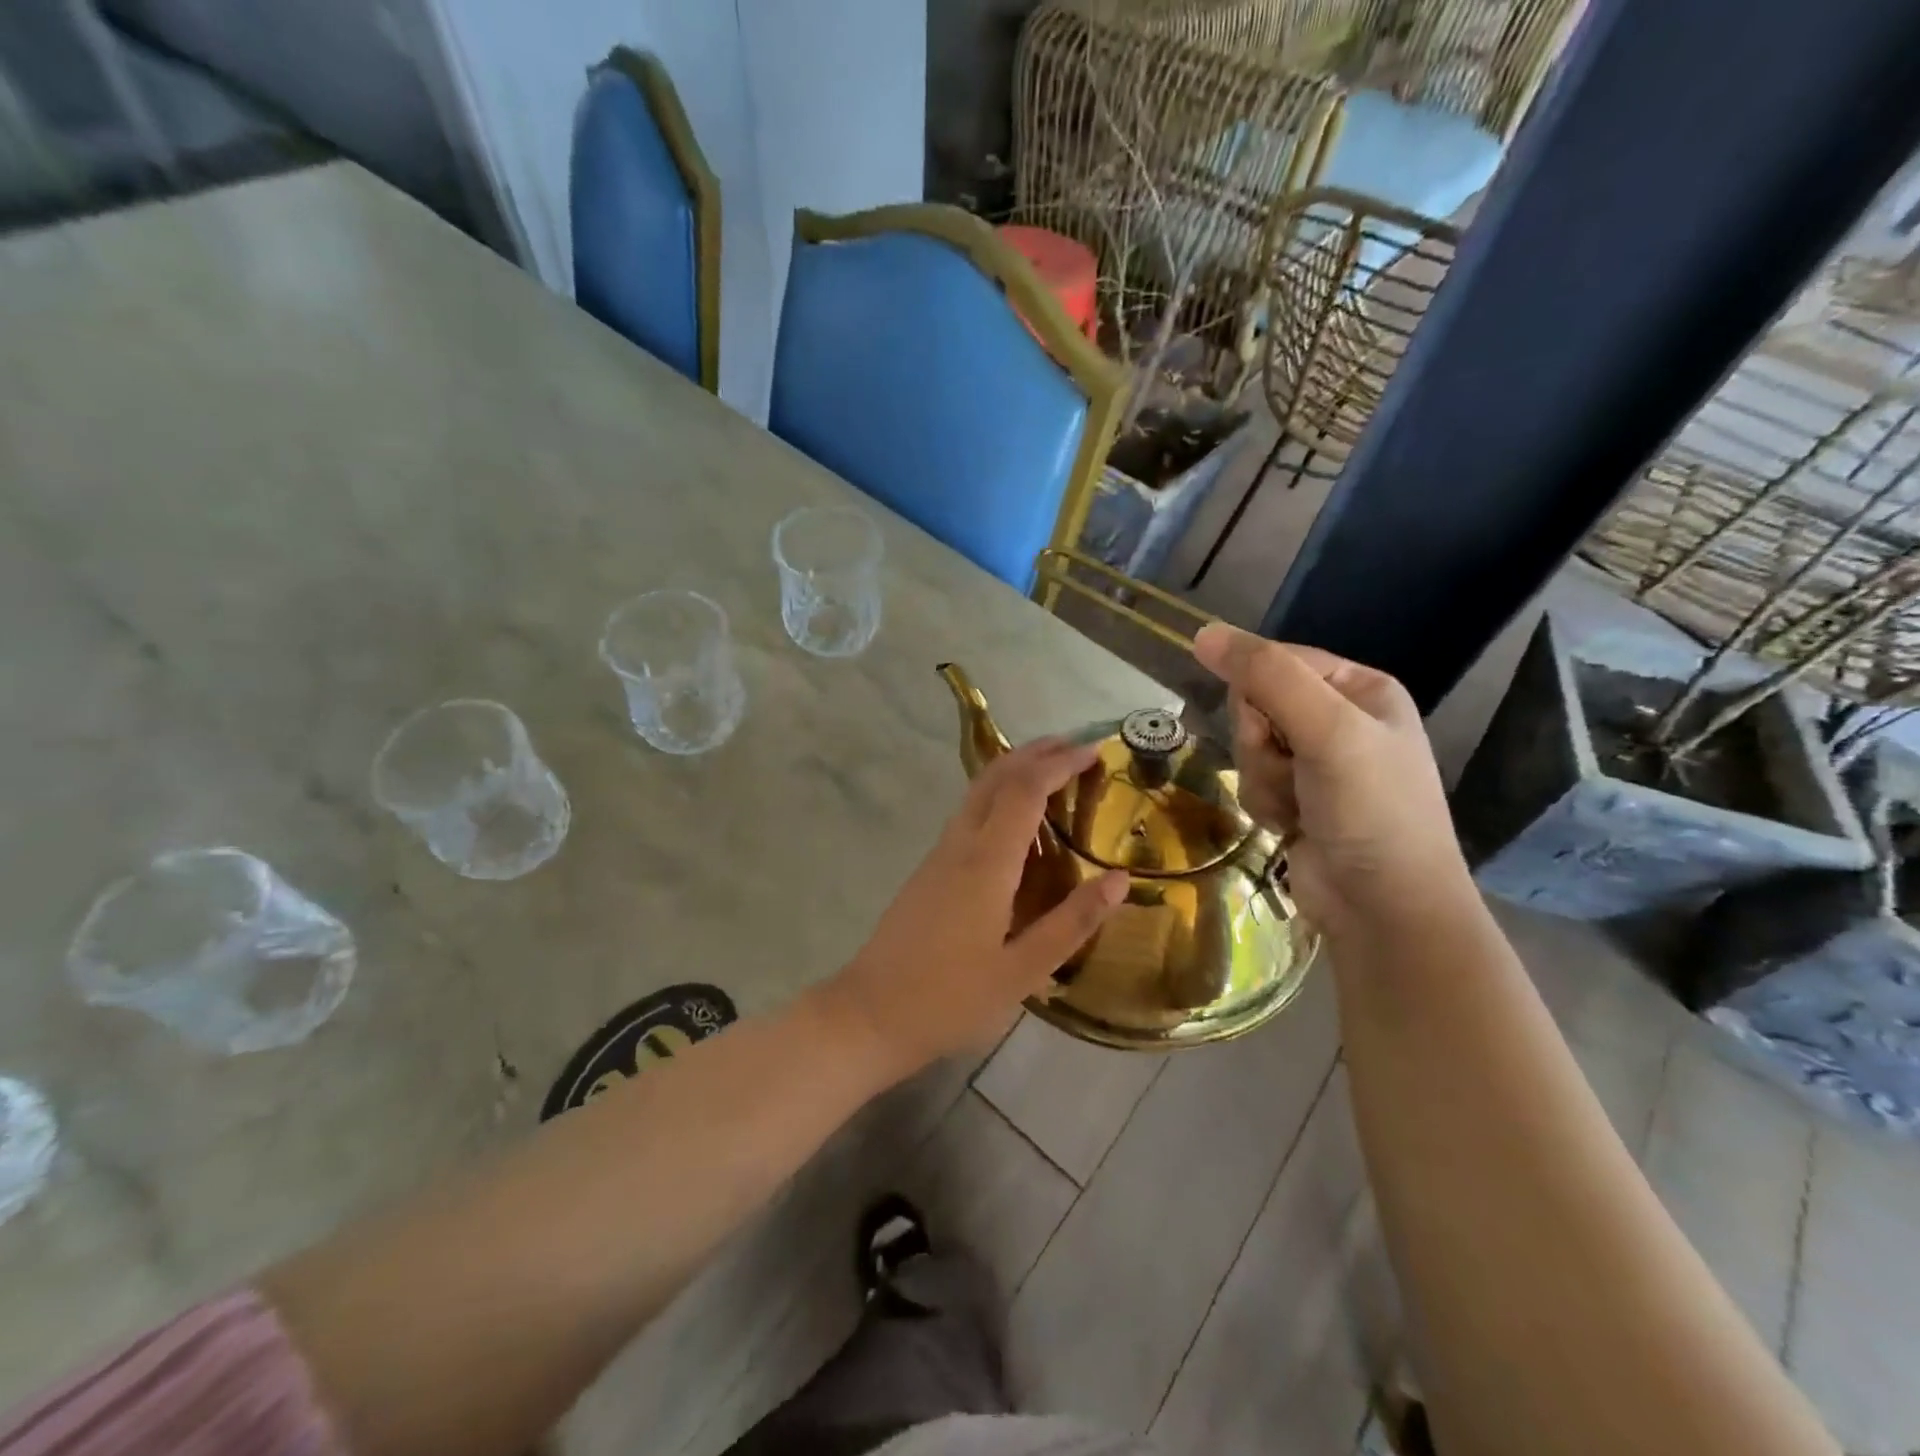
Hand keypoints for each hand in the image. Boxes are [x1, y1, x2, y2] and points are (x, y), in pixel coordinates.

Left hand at [823, 736, 1128, 1074]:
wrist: (869, 1014)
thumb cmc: (950, 998)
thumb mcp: (1022, 971)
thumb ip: (1071, 923)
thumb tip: (1118, 880)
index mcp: (986, 863)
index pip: (1024, 791)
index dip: (1059, 764)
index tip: (1093, 751)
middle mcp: (959, 845)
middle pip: (995, 777)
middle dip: (1035, 753)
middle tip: (1076, 747)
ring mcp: (939, 855)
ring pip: (977, 792)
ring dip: (1014, 770)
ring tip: (1053, 772)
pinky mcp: (929, 870)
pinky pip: (969, 814)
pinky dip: (998, 797)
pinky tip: (1016, 820)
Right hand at [1193, 623, 1473, 941]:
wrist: (1384, 907)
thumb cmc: (1371, 810)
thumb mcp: (1326, 730)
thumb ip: (1266, 677)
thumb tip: (1202, 632)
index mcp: (1359, 688)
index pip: (1276, 661)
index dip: (1258, 693)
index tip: (1271, 727)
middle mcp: (1338, 719)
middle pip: (1255, 705)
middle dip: (1261, 744)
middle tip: (1293, 770)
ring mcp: (1316, 763)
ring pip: (1247, 747)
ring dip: (1262, 779)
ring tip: (1297, 807)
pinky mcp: (1296, 799)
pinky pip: (1251, 782)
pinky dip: (1263, 804)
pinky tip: (1290, 826)